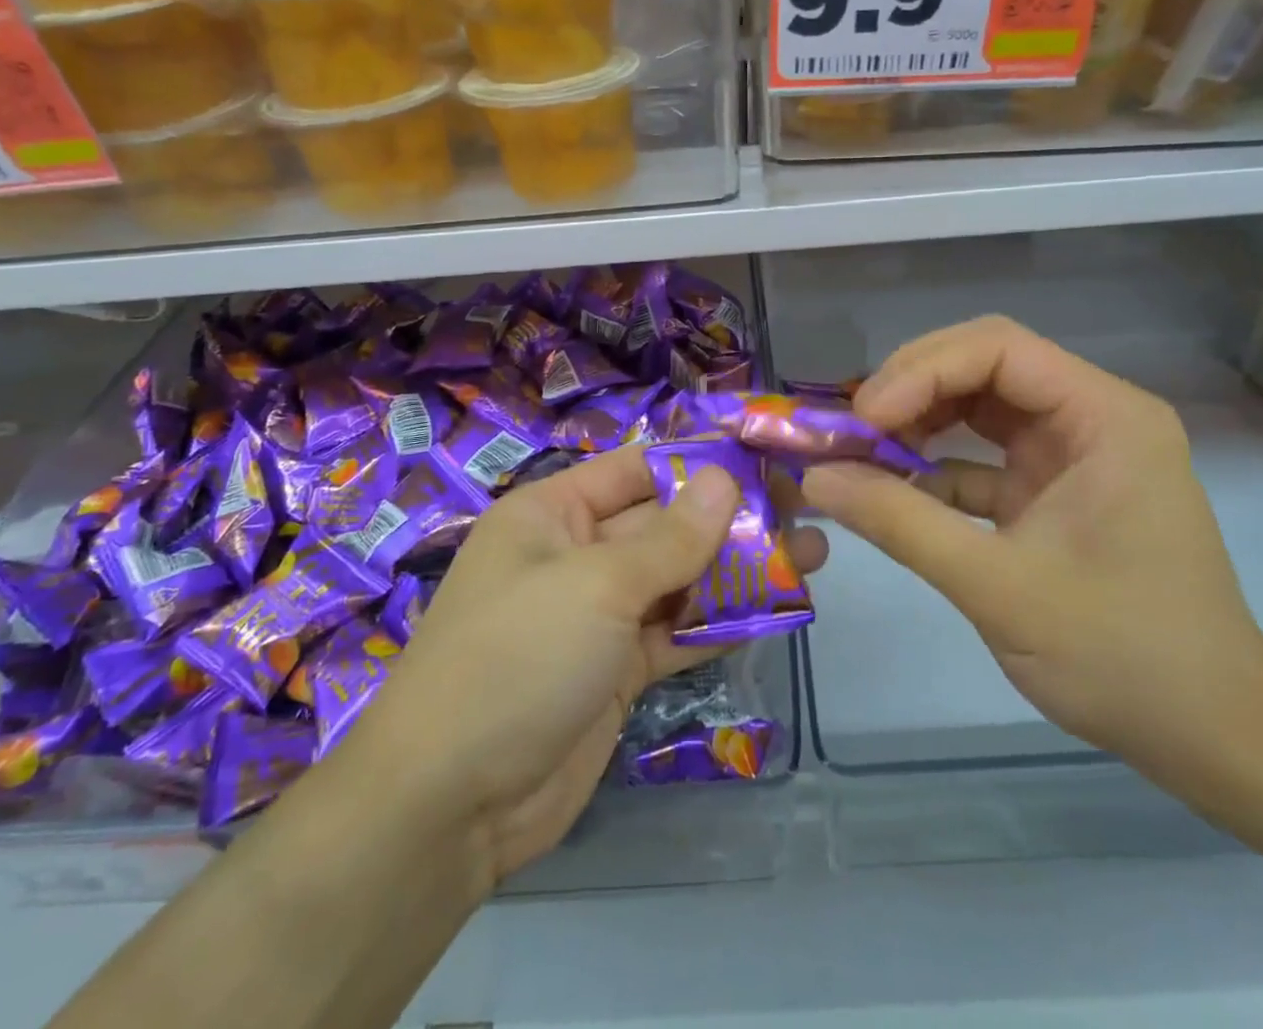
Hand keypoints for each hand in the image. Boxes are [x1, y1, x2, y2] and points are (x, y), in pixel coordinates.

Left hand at [351, 447, 826, 890]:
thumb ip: (669, 538)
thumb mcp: (596, 585)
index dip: (700, 460)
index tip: (766, 456)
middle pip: (664, 524)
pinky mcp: (617, 669)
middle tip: (805, 508)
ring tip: (812, 554)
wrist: (450, 805)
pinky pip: (677, 631)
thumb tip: (725, 479)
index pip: (637, 469)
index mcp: (552, 514)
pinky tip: (779, 608)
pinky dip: (721, 622)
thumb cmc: (516, 659)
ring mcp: (598, 616)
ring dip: (738, 569)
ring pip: (678, 579)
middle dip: (731, 518)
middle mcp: (576, 555)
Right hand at [800, 317, 1262, 782]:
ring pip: (977, 405)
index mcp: (1104, 417)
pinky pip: (980, 456)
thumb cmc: (1123, 656)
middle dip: (910, 390)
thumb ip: (900, 522)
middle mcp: (1091, 417)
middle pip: (983, 365)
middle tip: (850, 430)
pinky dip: (932, 468)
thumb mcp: (997, 586)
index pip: (997, 349)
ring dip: (916, 423)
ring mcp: (1071, 453)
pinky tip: (890, 492)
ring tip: (860, 453)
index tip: (863, 418)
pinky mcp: (1052, 490)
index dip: (920, 371)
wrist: (1212, 737)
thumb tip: (815, 478)